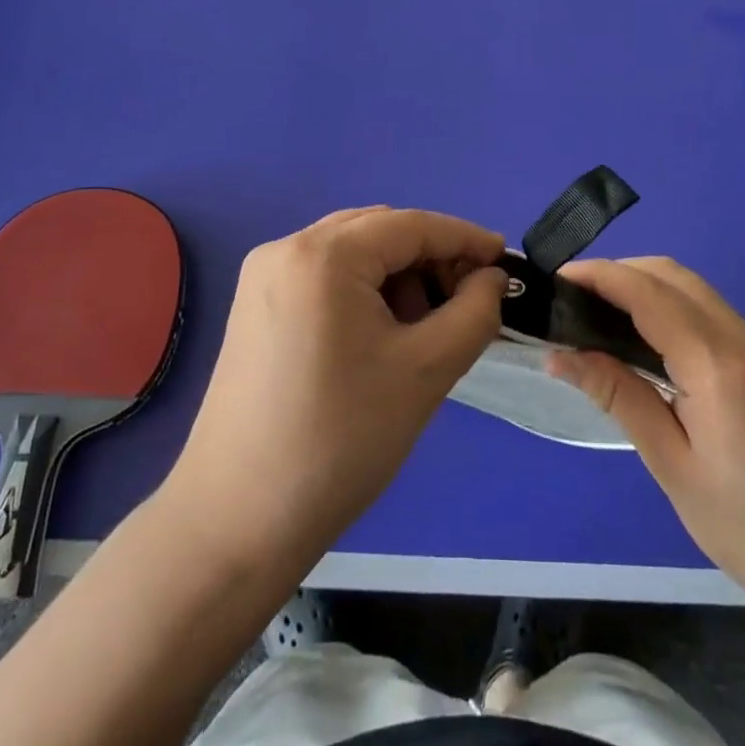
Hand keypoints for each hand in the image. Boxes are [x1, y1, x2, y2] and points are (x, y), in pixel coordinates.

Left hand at [167, 207, 505, 570]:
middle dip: (430, 260)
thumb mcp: (425, 372)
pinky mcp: (255, 307)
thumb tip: (492, 279)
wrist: (238, 520)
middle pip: (379, 232)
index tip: (506, 262)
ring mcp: (263, 277)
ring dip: (398, 278)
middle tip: (468, 302)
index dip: (465, 238)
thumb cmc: (341, 440)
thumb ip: (474, 313)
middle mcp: (286, 249)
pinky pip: (325, 277)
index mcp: (323, 254)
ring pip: (352, 254)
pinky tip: (382, 336)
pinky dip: (364, 293)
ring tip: (424, 330)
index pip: (411, 225)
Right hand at [550, 257, 744, 632]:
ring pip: (691, 287)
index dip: (599, 276)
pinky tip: (642, 337)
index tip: (556, 279)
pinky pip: (707, 309)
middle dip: (618, 272)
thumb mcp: (673, 466)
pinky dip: (667, 304)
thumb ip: (619, 397)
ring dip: (643, 285)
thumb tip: (562, 355)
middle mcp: (742, 339)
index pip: (648, 294)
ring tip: (597, 314)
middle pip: (671, 275)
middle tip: (572, 300)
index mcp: (717, 366)